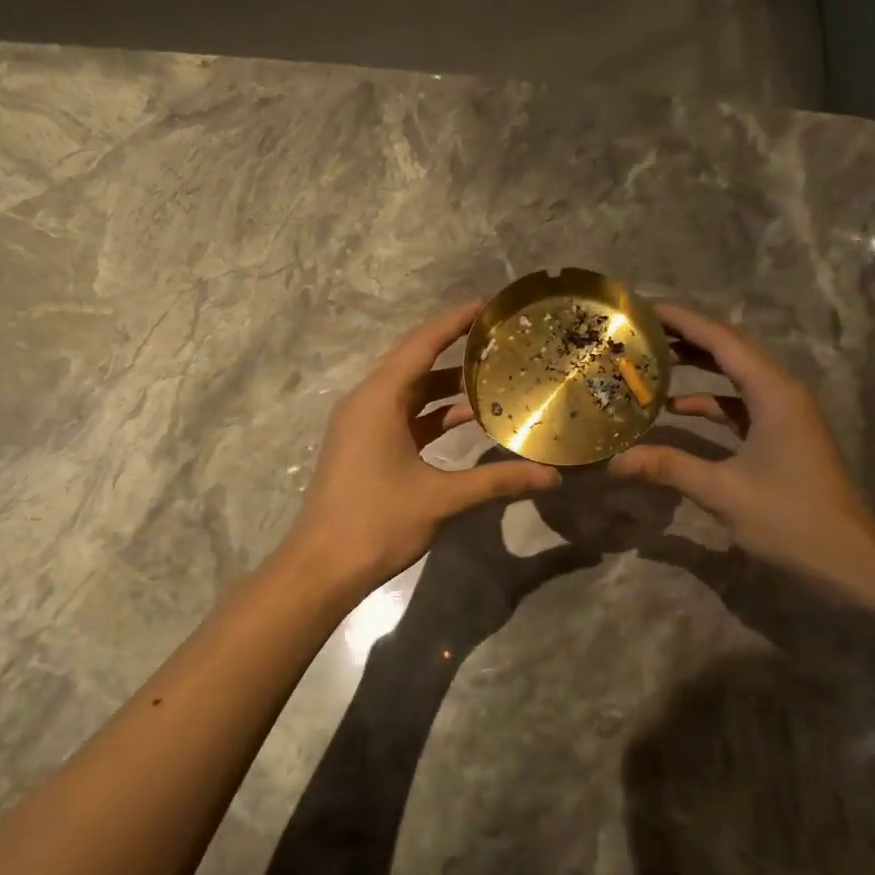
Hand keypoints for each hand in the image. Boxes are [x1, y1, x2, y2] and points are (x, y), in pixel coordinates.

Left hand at [286, 303, 560, 590]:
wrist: (322, 567)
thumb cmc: (377, 523)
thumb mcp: (441, 498)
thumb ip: (497, 481)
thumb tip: (551, 477)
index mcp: (378, 400)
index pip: (421, 344)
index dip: (455, 322)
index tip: (489, 306)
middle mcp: (367, 402)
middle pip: (414, 362)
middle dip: (455, 348)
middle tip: (499, 339)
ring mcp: (363, 425)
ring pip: (410, 392)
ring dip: (447, 386)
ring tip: (493, 377)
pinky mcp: (365, 447)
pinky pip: (404, 416)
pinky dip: (433, 414)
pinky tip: (467, 419)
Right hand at [609, 303, 874, 611]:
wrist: (847, 562)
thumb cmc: (790, 520)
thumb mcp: (723, 492)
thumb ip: (668, 468)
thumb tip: (613, 461)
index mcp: (774, 394)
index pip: (723, 340)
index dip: (683, 321)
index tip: (644, 309)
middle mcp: (782, 394)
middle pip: (731, 351)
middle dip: (687, 339)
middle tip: (640, 334)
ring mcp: (785, 416)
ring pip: (736, 378)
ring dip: (698, 369)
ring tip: (652, 363)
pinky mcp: (783, 437)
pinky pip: (742, 406)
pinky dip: (711, 403)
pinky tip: (678, 410)